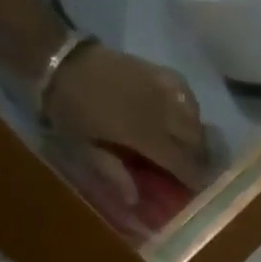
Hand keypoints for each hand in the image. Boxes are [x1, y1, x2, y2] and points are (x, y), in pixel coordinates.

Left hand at [48, 45, 210, 196]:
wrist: (61, 60)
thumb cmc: (70, 109)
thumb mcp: (84, 145)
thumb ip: (113, 172)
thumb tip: (135, 200)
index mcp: (144, 135)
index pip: (181, 162)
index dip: (193, 177)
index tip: (199, 188)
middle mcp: (163, 113)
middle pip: (195, 140)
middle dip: (198, 157)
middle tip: (193, 168)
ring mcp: (166, 90)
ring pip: (196, 118)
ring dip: (196, 134)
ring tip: (190, 144)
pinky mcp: (163, 73)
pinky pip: (188, 95)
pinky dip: (190, 109)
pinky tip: (183, 114)